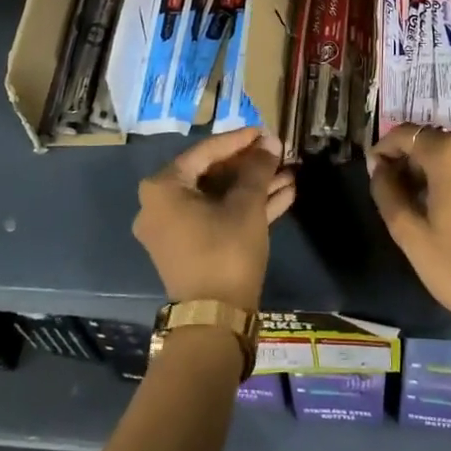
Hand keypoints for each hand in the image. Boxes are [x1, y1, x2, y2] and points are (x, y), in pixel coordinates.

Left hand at [134, 127, 294, 311]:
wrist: (216, 319)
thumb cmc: (225, 250)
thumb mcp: (246, 204)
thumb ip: (257, 168)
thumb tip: (270, 142)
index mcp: (163, 188)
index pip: (205, 152)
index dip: (239, 140)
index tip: (265, 131)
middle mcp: (160, 205)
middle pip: (212, 174)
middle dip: (251, 166)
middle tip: (279, 154)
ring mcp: (175, 229)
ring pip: (219, 197)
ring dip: (254, 186)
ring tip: (290, 174)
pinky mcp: (191, 248)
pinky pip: (218, 217)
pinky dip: (246, 207)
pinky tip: (284, 196)